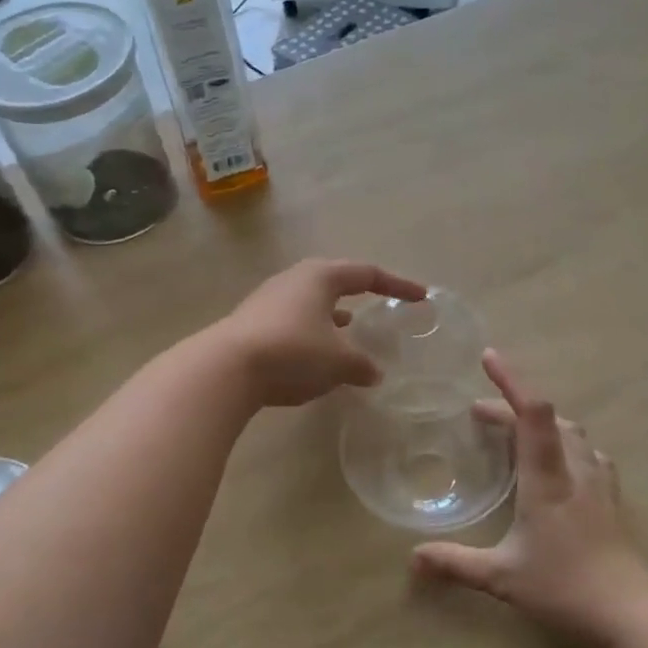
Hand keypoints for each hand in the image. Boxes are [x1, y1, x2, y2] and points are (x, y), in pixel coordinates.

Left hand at [216, 259, 426, 407]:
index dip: (398, 285)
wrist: (226, 368)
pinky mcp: (253, 323)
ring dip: (334, 315)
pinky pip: (294, 322)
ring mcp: (269, 300)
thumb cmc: (293, 352)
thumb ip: (361, 365)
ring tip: (351, 329)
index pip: (368, 274)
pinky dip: (313, 333)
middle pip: (336, 280)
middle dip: (360, 293)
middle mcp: (294, 280)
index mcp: (321, 277)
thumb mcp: (338, 362)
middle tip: (380, 303)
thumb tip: (374, 373)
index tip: (421, 297)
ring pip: (312, 302)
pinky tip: (316, 354)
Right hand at [413, 351, 647, 647]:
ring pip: (572, 432)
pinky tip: (561, 464)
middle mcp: (574, 469)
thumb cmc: (562, 588)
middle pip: (548, 417)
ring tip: (516, 433)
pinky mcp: (611, 497)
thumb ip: (456, 563)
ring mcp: (598, 481)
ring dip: (542, 423)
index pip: (532, 413)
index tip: (488, 357)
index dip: (511, 380)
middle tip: (480, 415)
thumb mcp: (501, 577)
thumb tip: (413, 557)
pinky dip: (566, 444)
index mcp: (546, 477)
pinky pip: (589, 453)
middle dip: (512, 407)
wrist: (629, 612)